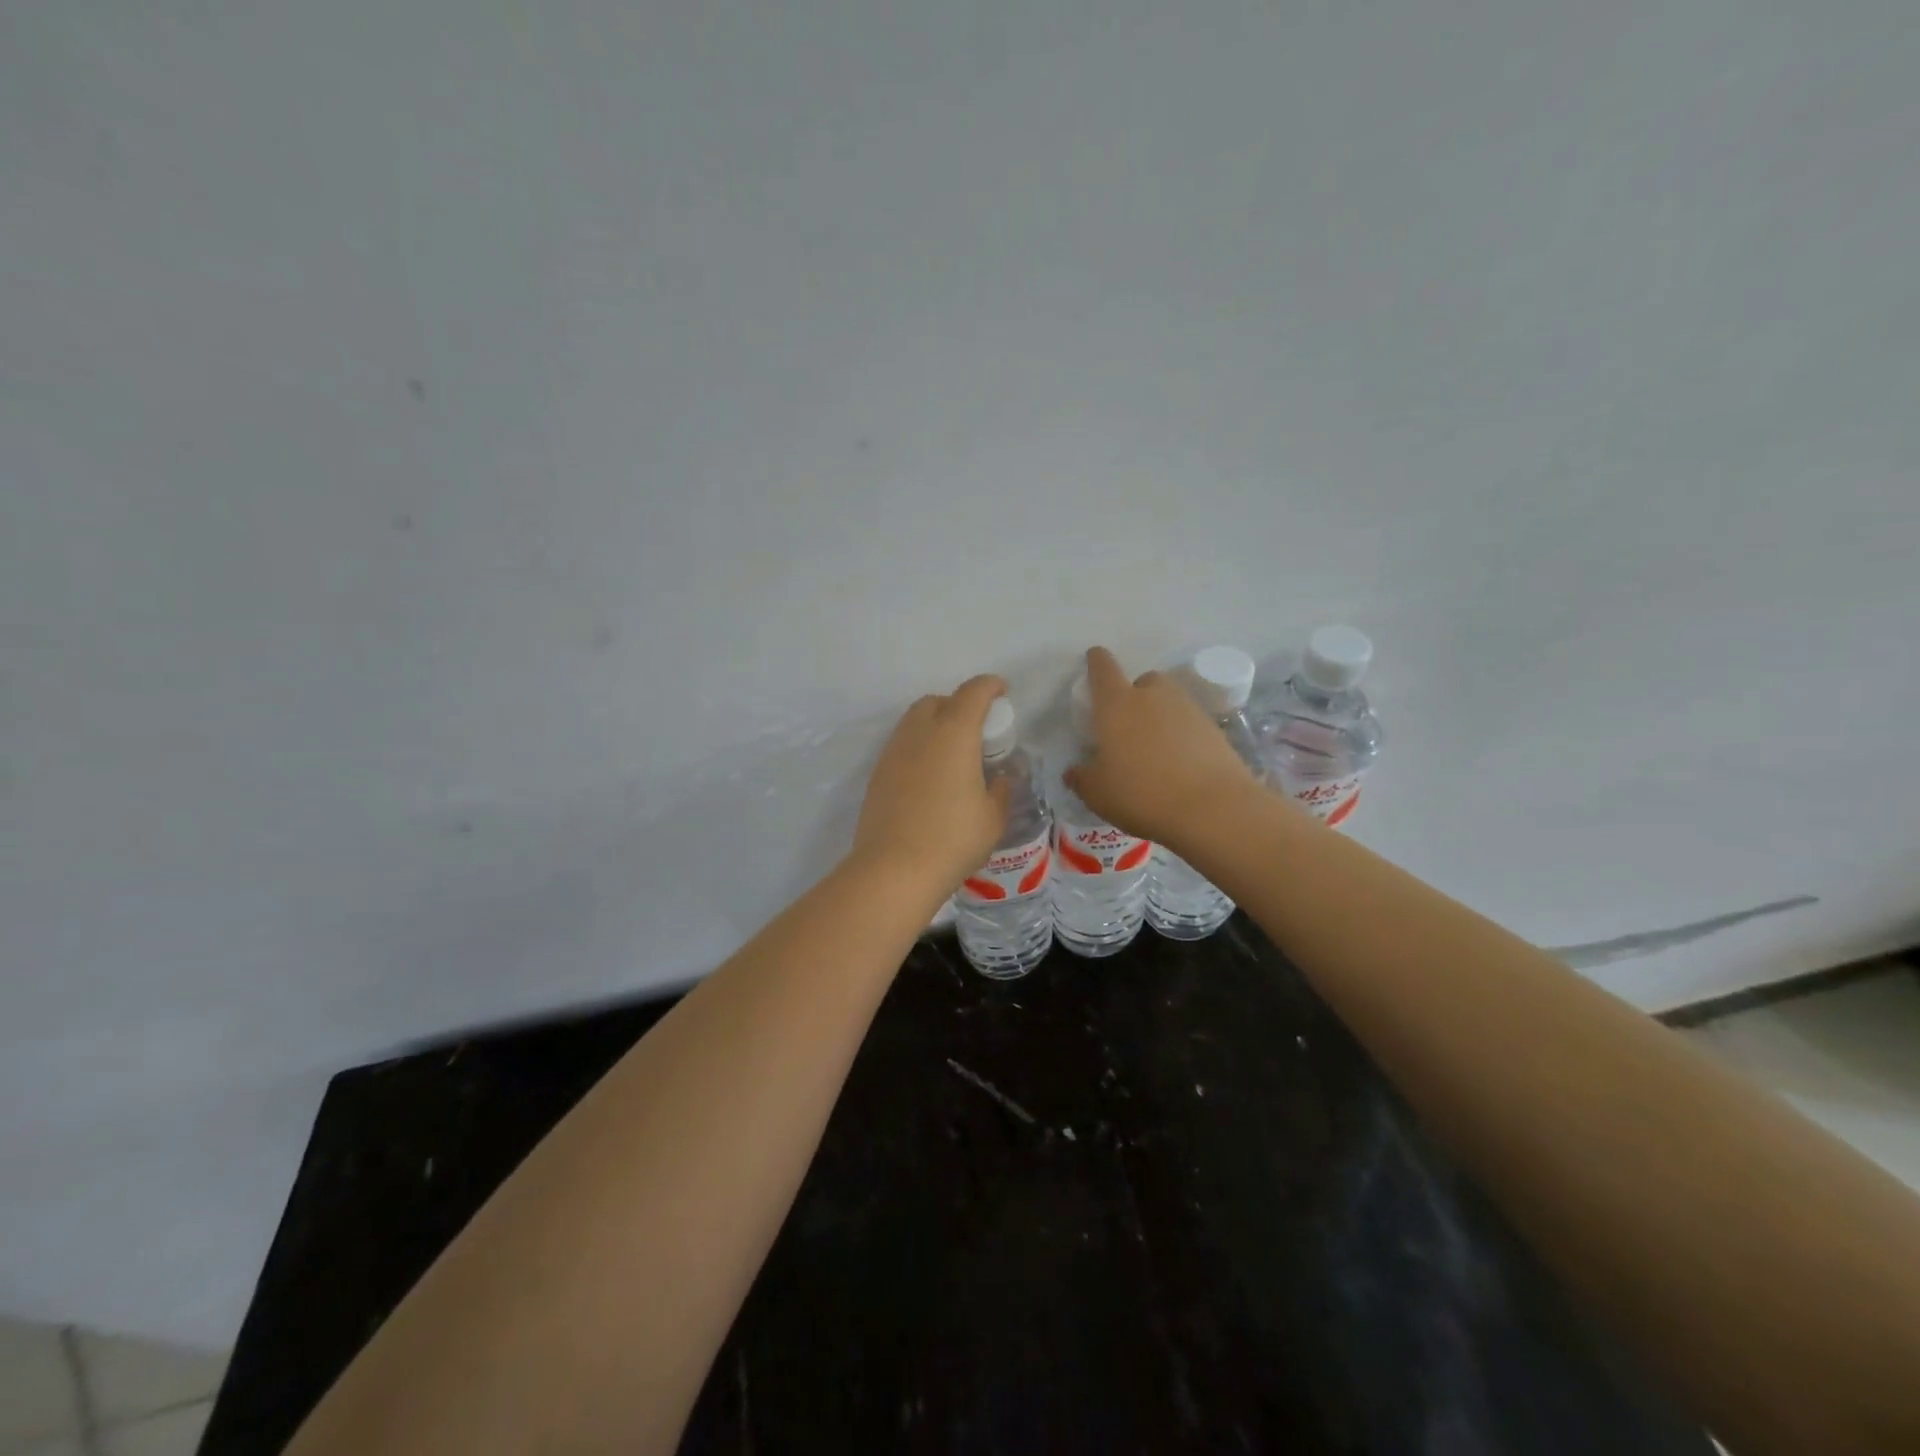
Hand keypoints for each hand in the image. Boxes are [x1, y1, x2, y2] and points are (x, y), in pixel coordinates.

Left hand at [851, 674, 1012, 890]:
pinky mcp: (877, 774)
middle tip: (976, 729)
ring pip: (914, 721)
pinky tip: (929, 777)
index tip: (1002, 692)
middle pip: (937, 701)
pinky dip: (918, 747)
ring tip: (952, 754)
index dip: (990, 686)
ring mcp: (893, 752)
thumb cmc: (953, 839)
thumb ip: (1001, 790)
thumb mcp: (992, 818)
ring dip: (935, 724)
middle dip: (958, 704)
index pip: (973, 692)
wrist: (894, 869)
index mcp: (954, 733)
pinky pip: (902, 746)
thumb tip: (999, 779)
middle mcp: (920, 732)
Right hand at [1064, 646, 1258, 847]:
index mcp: (1117, 704)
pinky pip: (1190, 723)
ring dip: (1160, 713)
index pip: (1103, 669)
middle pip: (1143, 680)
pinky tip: (1180, 763)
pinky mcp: (1214, 729)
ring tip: (1155, 746)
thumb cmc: (1141, 794)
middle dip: (1135, 693)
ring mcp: (1188, 709)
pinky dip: (1183, 735)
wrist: (1212, 808)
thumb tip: (1074, 772)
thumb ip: (1082, 779)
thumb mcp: (1098, 794)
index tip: (1094, 658)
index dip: (1096, 661)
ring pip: (1170, 700)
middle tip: (1128, 724)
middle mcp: (1153, 697)